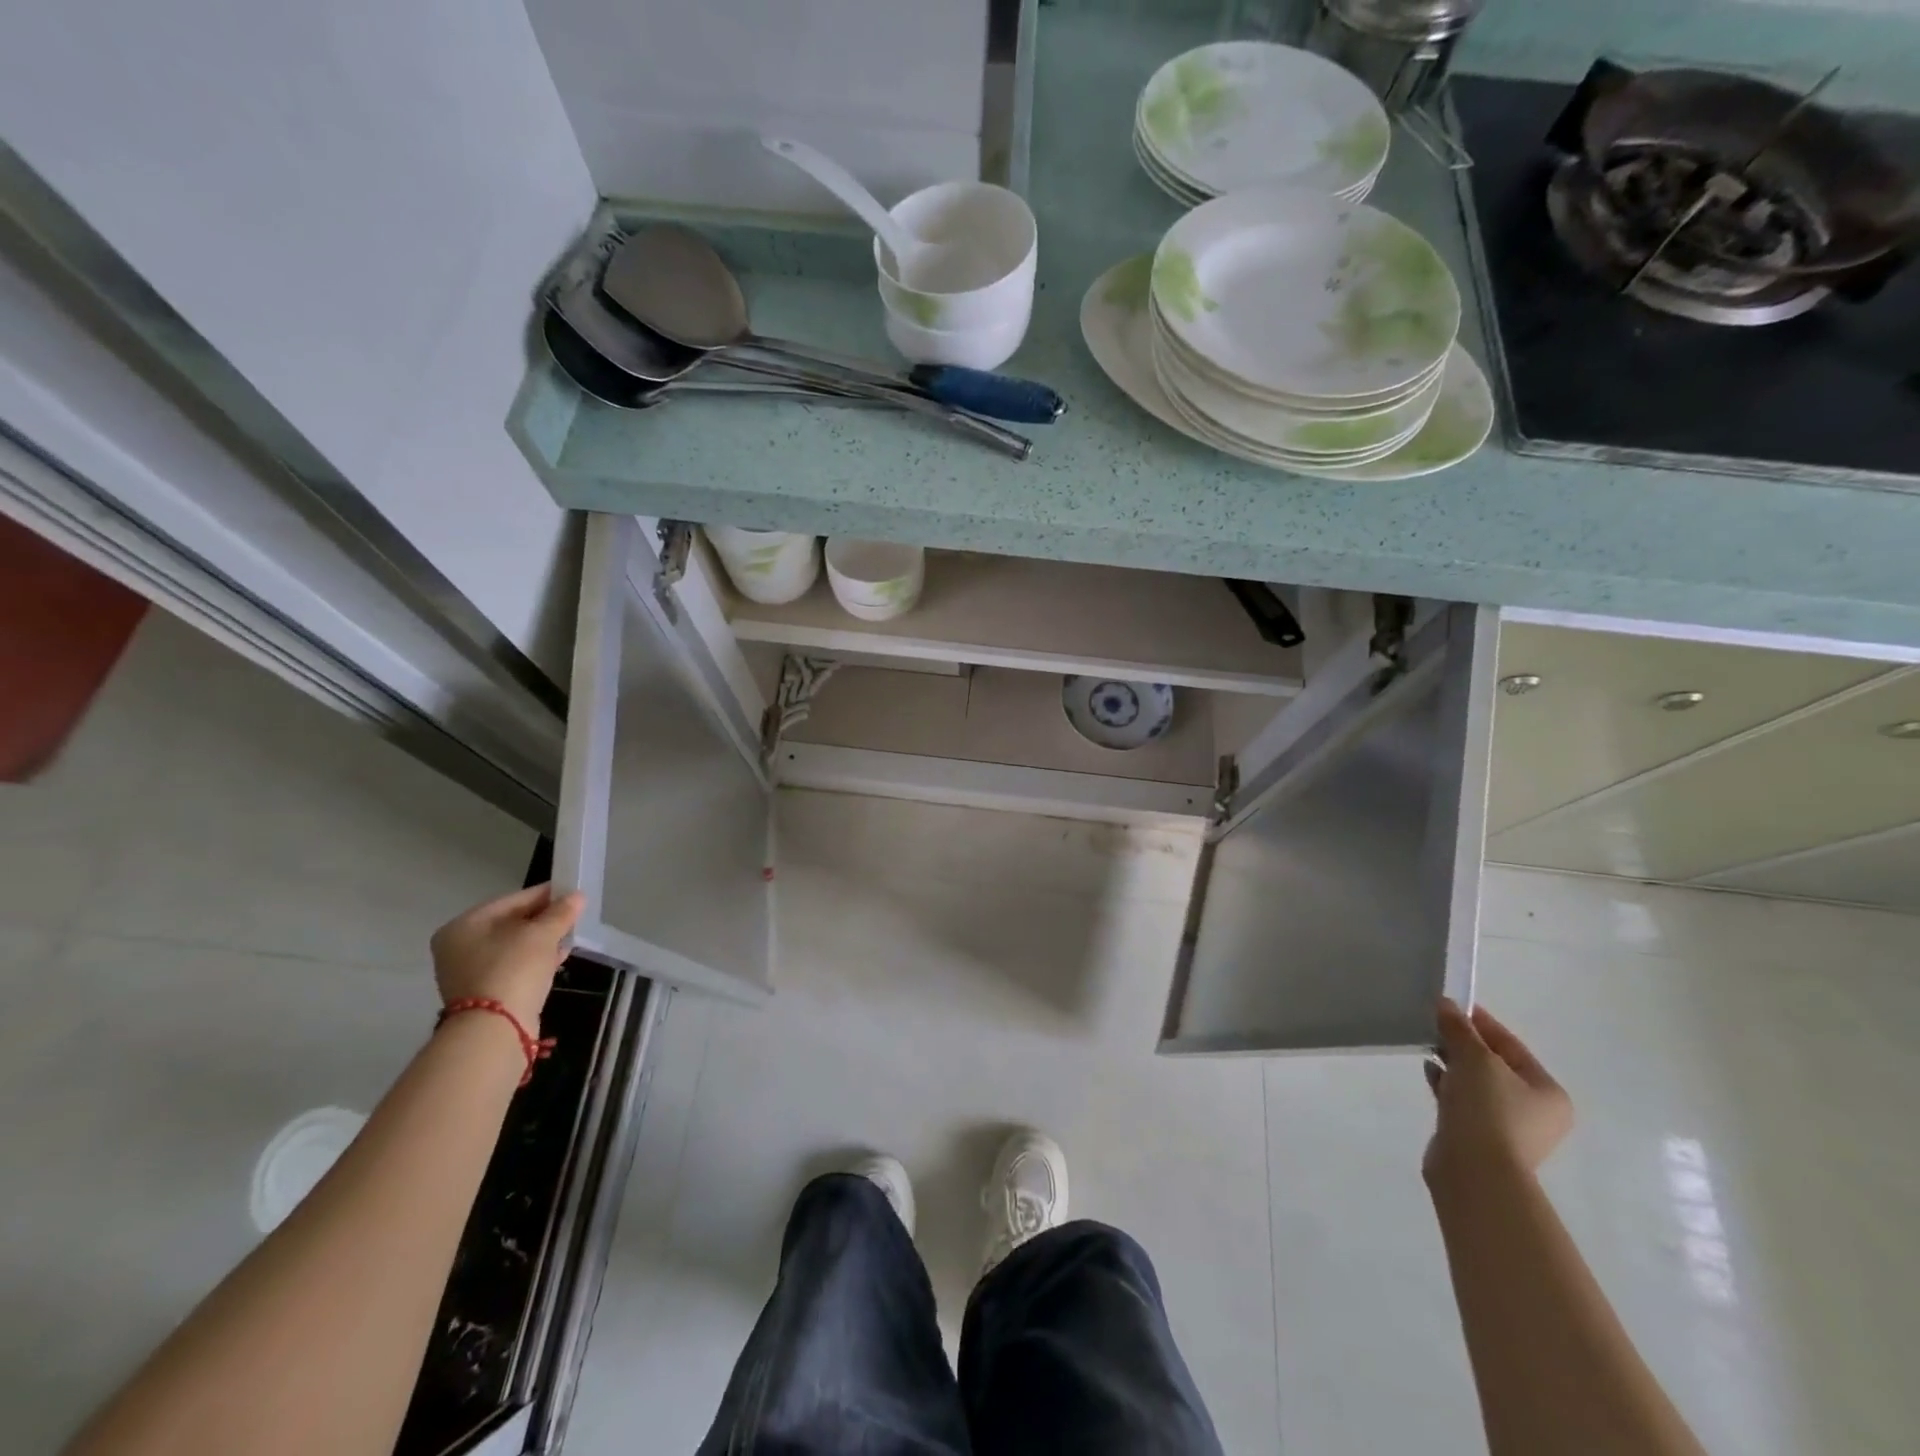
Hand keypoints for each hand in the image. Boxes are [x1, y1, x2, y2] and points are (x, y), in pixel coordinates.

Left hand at [430, 884, 585, 1031]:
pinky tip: (558, 957)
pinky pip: (514, 967)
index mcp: (464, 925)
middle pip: (511, 924)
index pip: (511, 900)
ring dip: (542, 940)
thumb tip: (577, 896)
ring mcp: (470, 972)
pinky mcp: (484, 993)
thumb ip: (560, 913)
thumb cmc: (513, 969)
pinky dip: (535, 960)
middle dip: (544, 919)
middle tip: (574, 915)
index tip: (571, 892)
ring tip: (571, 935)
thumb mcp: (542, 935)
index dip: (544, 895)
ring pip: (514, 947)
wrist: (495, 1029)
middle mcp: (460, 947)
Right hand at [1424, 999, 1572, 1185]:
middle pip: (1494, 1064)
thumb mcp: (1474, 1059)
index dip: (1479, 1022)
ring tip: (1427, 1046)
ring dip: (1453, 1063)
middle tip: (1434, 1025)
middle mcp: (1535, 1111)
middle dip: (1463, 1043)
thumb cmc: (1488, 1110)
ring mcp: (1508, 1127)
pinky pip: (1463, 1101)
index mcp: (1547, 1092)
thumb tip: (1445, 1004)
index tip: (1449, 1006)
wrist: (1475, 1171)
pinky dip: (1447, 1084)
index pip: (1510, 1045)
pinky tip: (1429, 1072)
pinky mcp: (1480, 1137)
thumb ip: (1459, 1029)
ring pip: (1476, 1083)